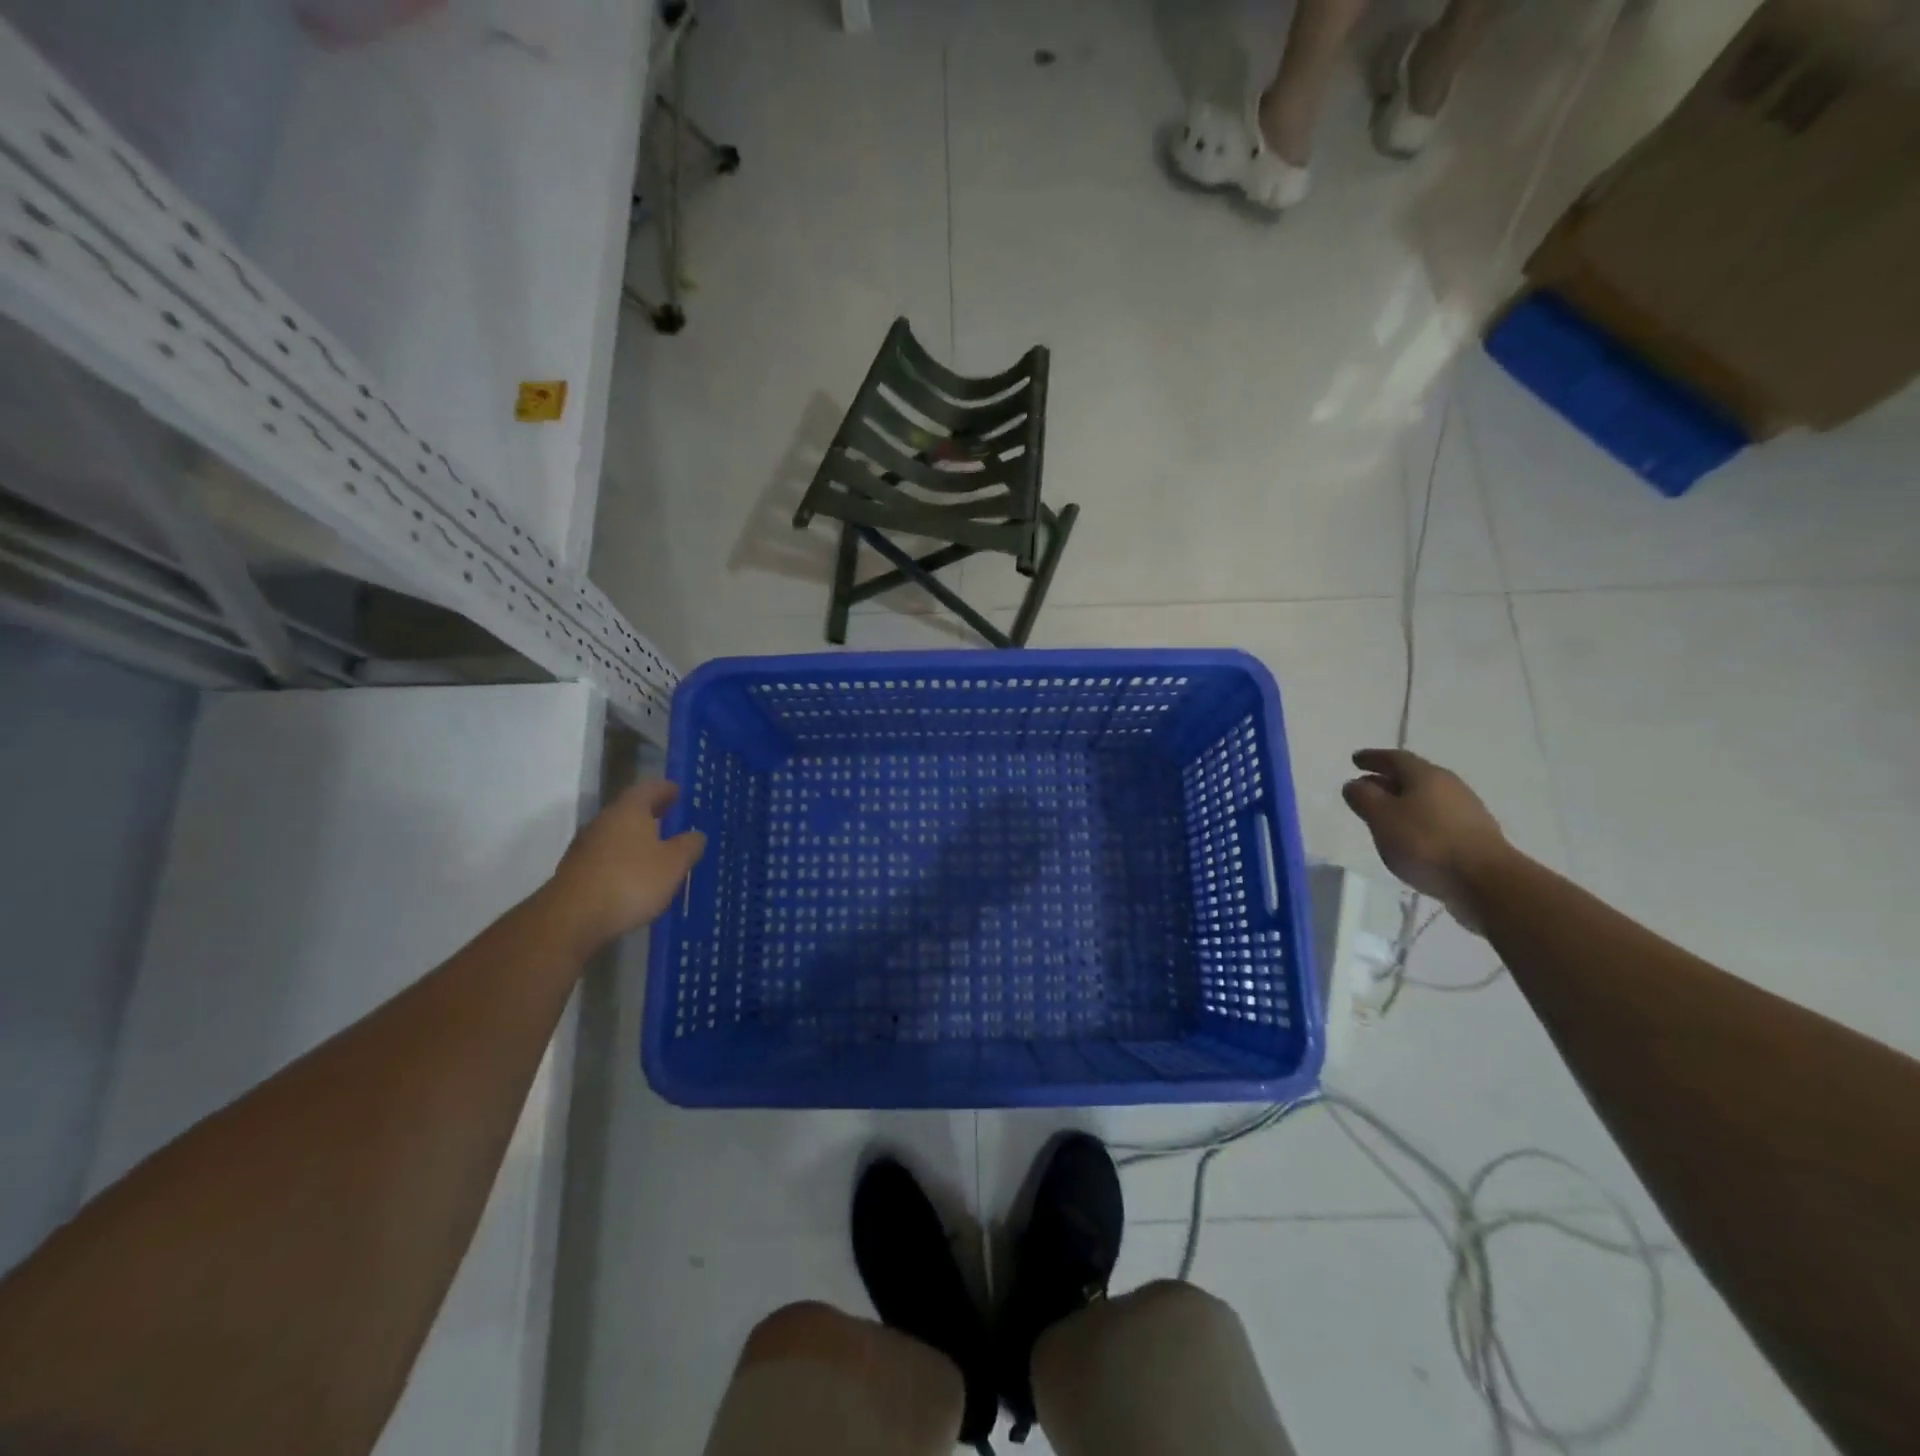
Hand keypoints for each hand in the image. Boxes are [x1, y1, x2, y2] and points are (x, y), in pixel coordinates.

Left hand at [546, 780, 705, 950]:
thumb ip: (688, 846)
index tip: (679, 792)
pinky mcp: (576, 872)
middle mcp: (604, 821)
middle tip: (672, 819)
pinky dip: (623, 860)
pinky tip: (635, 877)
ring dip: (636, 839)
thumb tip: (696, 834)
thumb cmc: (631, 881)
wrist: (572, 919)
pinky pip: (606, 858)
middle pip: (630, 810)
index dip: (666, 789)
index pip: (649, 788)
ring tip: (657, 851)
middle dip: (651, 814)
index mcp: (629, 810)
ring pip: (617, 834)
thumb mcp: (673, 864)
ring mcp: (586, 847)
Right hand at [1341, 749, 1512, 931]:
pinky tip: (1410, 836)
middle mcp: (1449, 786)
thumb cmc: (1426, 843)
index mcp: (1426, 775)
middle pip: (1413, 776)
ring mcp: (1466, 811)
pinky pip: (1437, 818)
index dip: (1373, 758)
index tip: (1355, 760)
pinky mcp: (1474, 835)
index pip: (1395, 758)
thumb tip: (1354, 784)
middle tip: (1365, 786)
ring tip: (1384, 814)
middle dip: (1387, 779)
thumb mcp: (1382, 818)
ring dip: (1403, 801)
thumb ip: (1364, 798)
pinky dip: (1418, 820)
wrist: (1487, 881)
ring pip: (1426, 798)